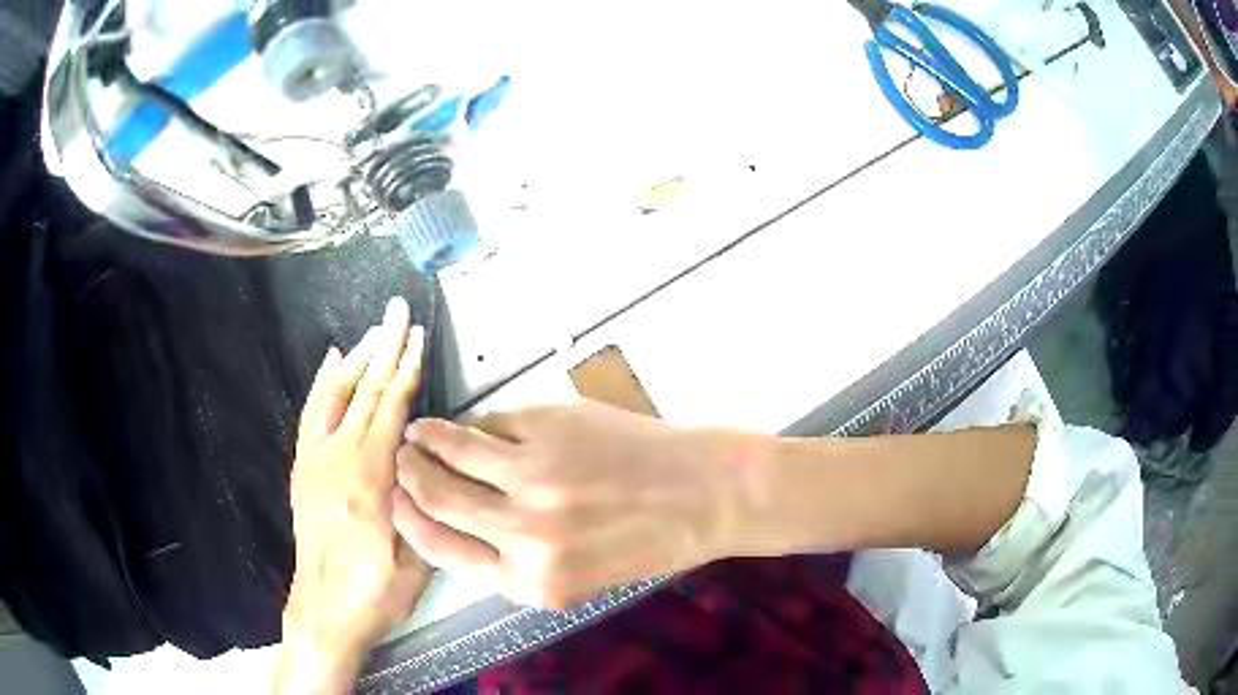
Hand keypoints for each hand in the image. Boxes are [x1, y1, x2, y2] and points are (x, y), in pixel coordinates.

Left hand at [275, 298, 431, 694]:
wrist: (326, 610)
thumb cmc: (378, 591)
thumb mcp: (417, 558)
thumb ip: (418, 501)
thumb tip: (420, 458)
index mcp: (370, 479)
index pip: (391, 409)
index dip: (406, 369)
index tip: (417, 335)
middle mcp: (338, 459)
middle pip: (365, 391)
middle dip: (384, 348)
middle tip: (396, 311)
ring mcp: (316, 461)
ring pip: (335, 395)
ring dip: (355, 358)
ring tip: (373, 330)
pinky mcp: (304, 469)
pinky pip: (311, 414)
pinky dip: (323, 383)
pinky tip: (332, 362)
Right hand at [391, 401, 755, 608]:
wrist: (705, 496)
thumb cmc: (645, 541)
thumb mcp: (574, 576)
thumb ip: (512, 557)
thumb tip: (452, 514)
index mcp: (530, 581)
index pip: (440, 548)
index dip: (409, 520)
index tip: (397, 502)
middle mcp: (525, 534)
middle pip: (436, 497)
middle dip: (409, 476)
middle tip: (401, 461)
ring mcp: (536, 476)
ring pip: (453, 452)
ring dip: (426, 440)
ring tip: (418, 434)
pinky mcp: (552, 429)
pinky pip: (493, 423)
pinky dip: (473, 423)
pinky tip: (467, 423)